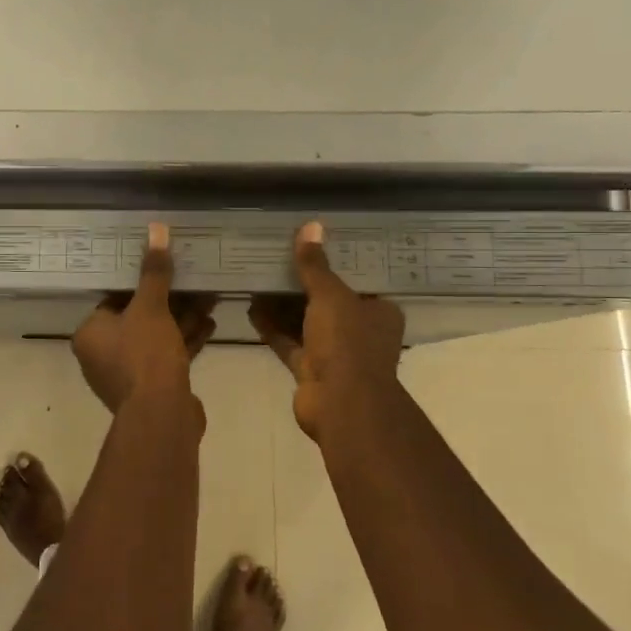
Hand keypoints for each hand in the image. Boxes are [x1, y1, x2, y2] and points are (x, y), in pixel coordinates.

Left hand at [73, 223, 217, 413]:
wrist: (163, 415)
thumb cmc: (145, 355)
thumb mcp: (151, 307)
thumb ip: (154, 271)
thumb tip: (156, 229)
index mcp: (90, 334)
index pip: (113, 299)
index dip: (140, 284)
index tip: (164, 269)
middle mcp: (102, 355)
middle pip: (138, 318)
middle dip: (170, 301)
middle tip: (194, 283)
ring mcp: (127, 374)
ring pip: (156, 338)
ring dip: (182, 319)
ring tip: (210, 298)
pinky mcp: (151, 388)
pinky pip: (167, 356)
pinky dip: (185, 341)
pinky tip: (211, 324)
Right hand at [249, 223, 404, 439]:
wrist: (341, 404)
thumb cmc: (347, 343)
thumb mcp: (331, 296)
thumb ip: (316, 265)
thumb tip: (311, 226)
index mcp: (379, 312)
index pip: (357, 281)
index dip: (333, 264)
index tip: (309, 247)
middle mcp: (360, 332)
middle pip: (327, 302)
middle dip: (301, 285)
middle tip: (276, 260)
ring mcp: (334, 354)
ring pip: (305, 323)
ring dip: (283, 306)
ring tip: (258, 279)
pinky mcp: (311, 371)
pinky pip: (289, 343)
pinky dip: (272, 328)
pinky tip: (251, 308)